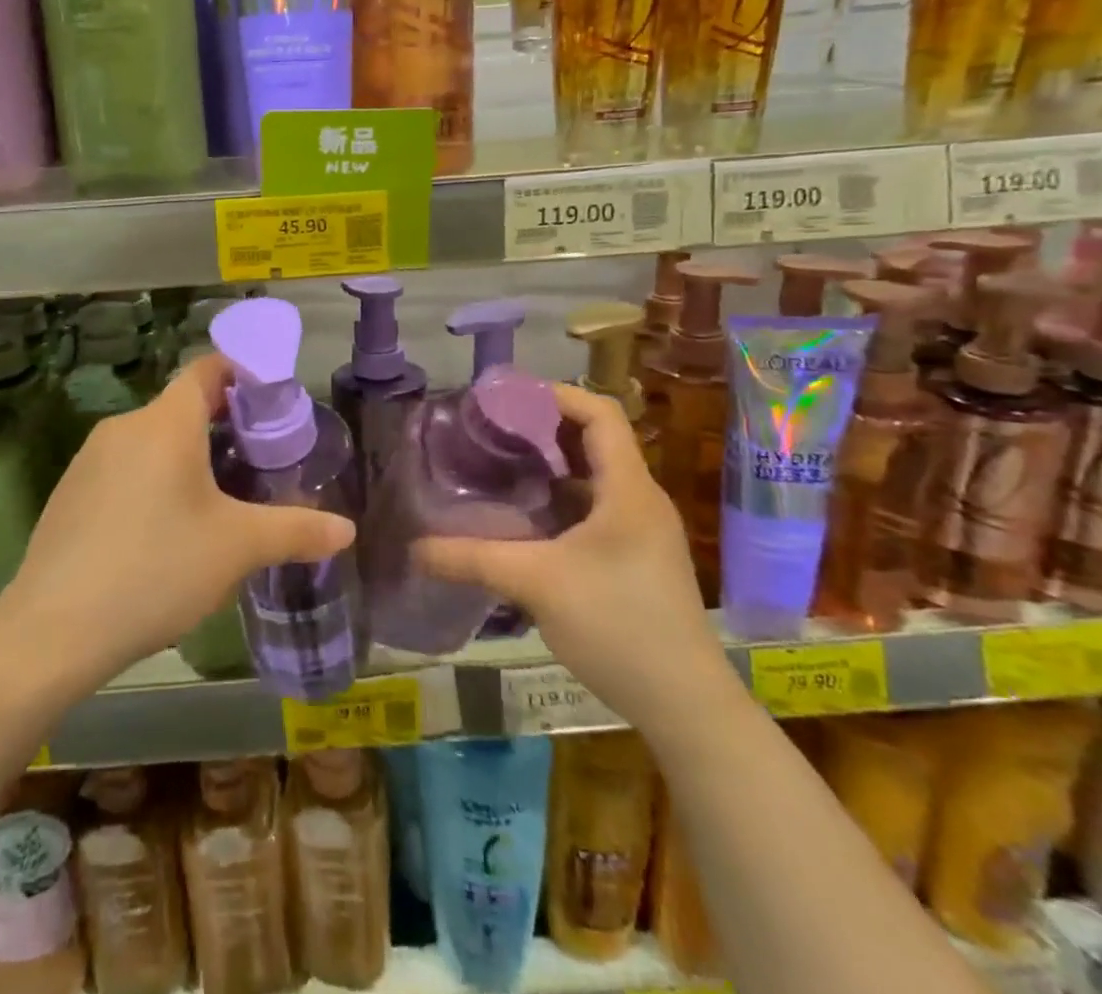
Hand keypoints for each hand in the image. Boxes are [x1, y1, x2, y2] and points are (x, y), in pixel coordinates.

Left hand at [0, 352, 354, 686]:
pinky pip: (124, 468)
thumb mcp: (237, 548)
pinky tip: (164, 532)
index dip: (242, 375)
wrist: (53, 629)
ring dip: (187, 457)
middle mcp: (125, 426)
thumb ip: (296, 531)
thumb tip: (347, 531)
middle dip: (223, 427)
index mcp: (166, 422)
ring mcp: (90, 459)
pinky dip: (153, 480)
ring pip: (152, 440)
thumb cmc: (157, 568)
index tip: (272, 405)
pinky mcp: (69, 492)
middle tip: (258, 464)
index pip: (207, 369)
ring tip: (218, 501)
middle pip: (182, 407)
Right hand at [416, 382, 731, 730]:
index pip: (600, 414)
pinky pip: (596, 508)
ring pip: (594, 477)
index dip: (557, 395)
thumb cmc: (618, 626)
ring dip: (551, 466)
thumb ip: (472, 559)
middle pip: (596, 440)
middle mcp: (640, 499)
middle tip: (492, 430)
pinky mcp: (638, 558)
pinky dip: (561, 500)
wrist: (686, 706)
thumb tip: (415, 548)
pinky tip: (525, 519)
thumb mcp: (536, 584)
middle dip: (544, 428)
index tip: (507, 398)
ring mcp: (643, 531)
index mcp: (627, 489)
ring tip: (500, 465)